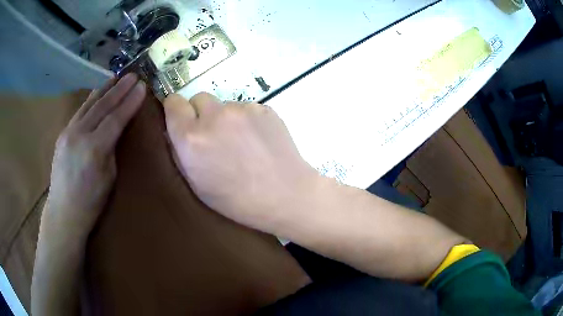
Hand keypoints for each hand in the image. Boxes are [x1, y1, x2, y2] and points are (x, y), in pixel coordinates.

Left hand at [44, 74, 145, 237]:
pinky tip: (98, 93)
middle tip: (133, 75)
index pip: (116, 118)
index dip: (130, 102)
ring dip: (105, 89)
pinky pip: (80, 111)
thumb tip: (115, 131)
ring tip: (117, 77)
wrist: (63, 211)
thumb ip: (111, 149)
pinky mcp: (63, 133)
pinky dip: (91, 100)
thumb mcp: (109, 178)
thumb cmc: (91, 202)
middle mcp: (79, 134)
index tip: (142, 87)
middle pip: (102, 106)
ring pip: (89, 104)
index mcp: (94, 149)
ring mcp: (68, 132)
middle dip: (119, 89)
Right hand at [163, 93, 318, 231]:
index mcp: (191, 138)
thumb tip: (173, 131)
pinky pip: (246, 108)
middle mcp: (214, 116)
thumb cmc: (236, 200)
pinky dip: (246, 120)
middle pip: (198, 99)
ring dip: (225, 118)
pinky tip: (257, 141)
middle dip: (200, 114)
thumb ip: (180, 153)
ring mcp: (242, 109)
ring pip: (223, 104)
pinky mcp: (264, 108)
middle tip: (212, 135)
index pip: (173, 103)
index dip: (175, 109)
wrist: (285, 195)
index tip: (181, 119)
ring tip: (240, 143)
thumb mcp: (197, 185)